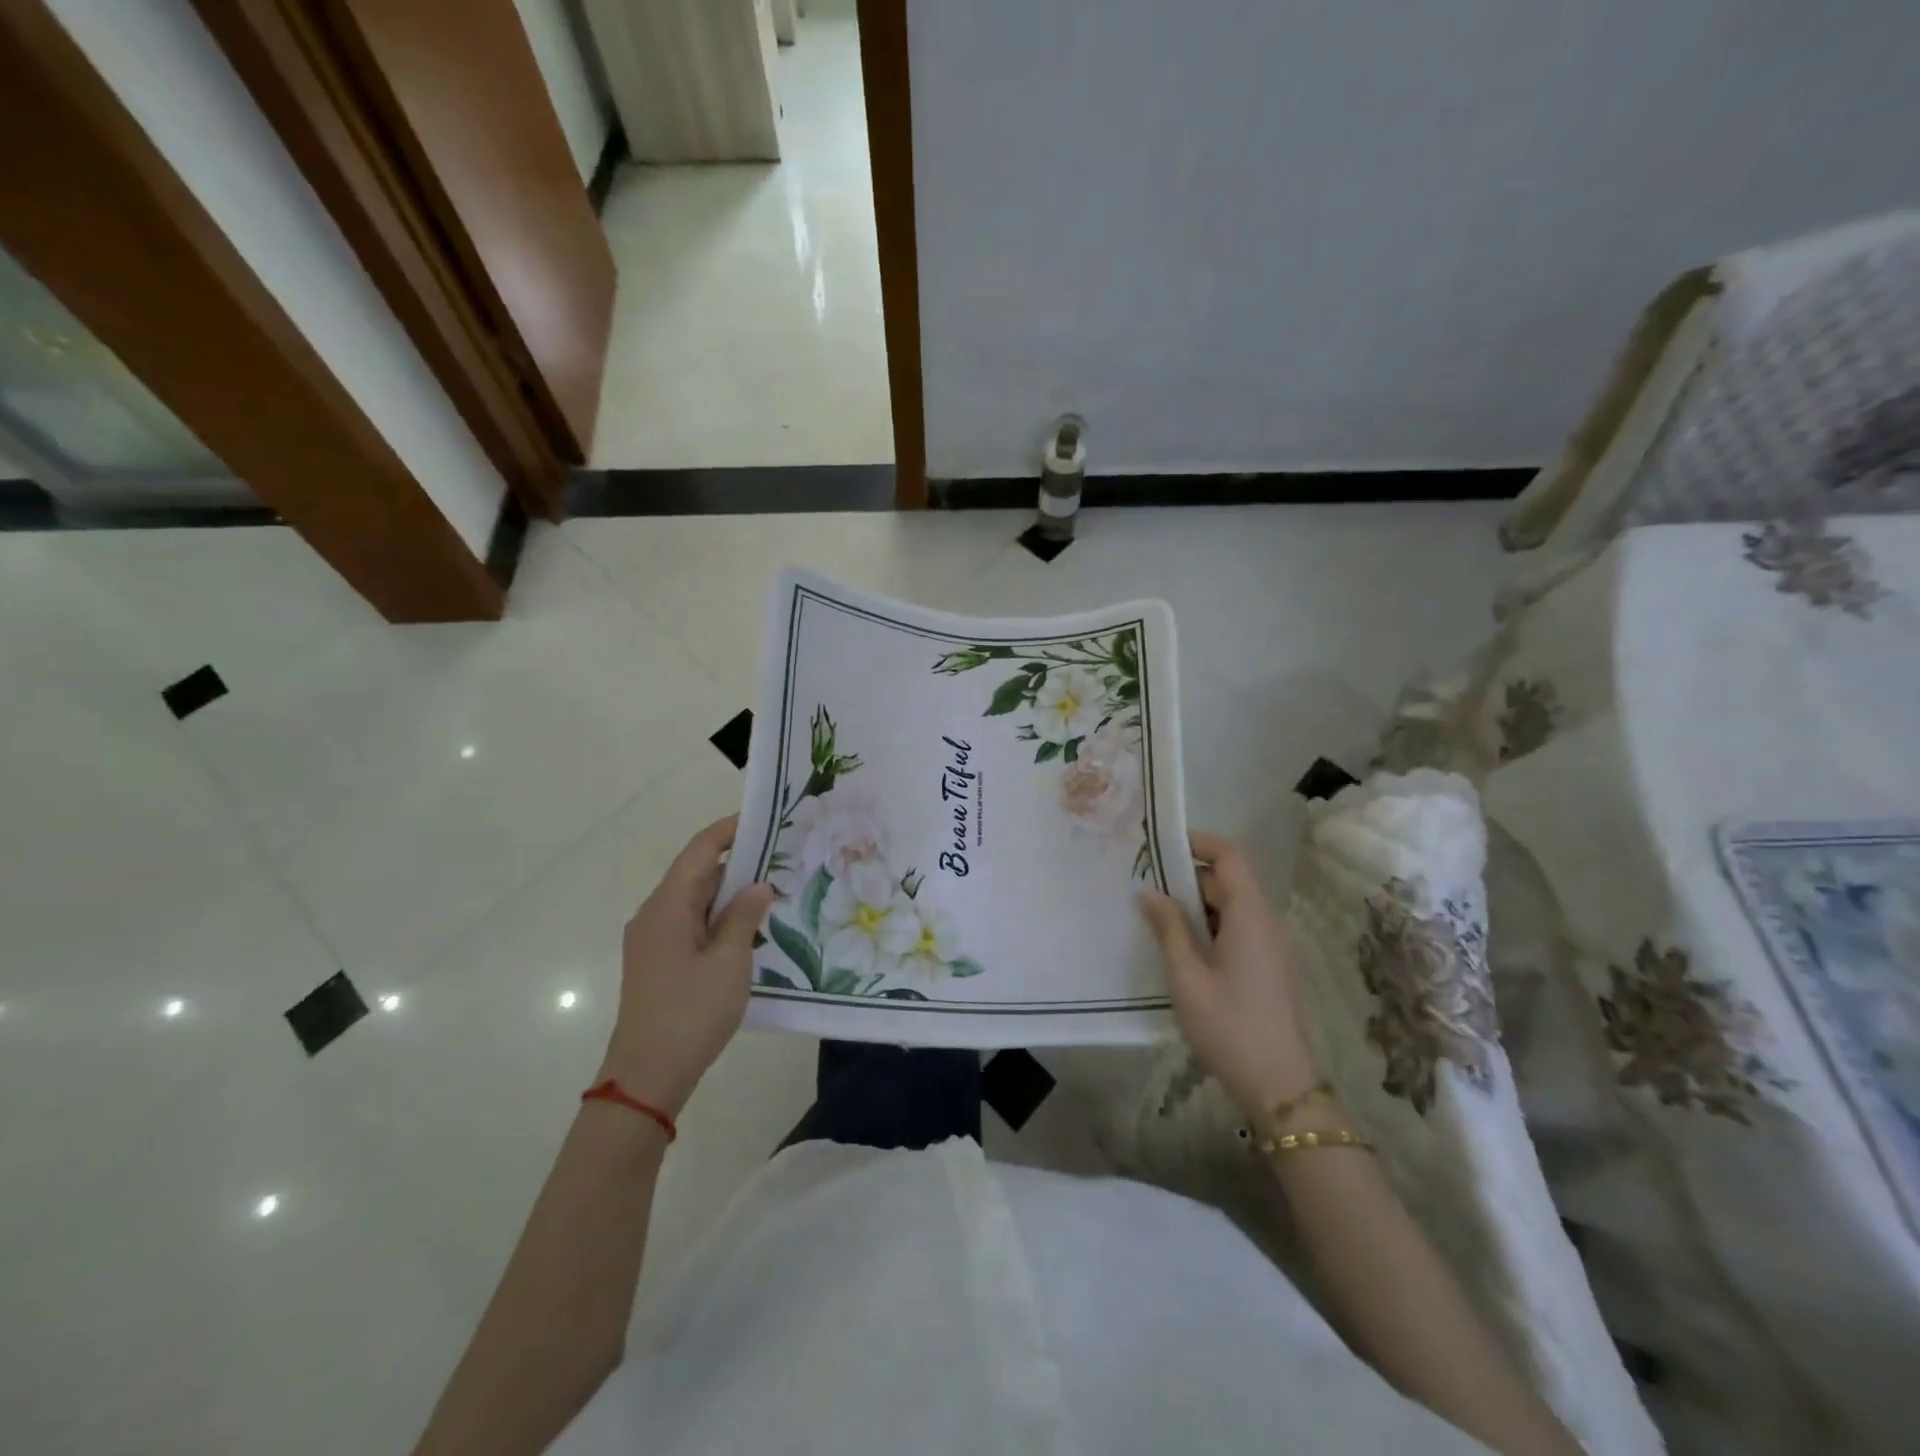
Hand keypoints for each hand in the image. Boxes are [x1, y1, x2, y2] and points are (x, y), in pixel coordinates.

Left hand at [597, 815, 776, 1115]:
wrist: (646, 1076)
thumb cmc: (691, 1012)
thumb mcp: (730, 961)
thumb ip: (745, 916)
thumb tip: (757, 886)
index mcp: (668, 905)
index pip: (701, 850)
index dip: (730, 830)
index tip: (766, 820)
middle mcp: (654, 914)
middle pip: (697, 873)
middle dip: (738, 863)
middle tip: (782, 859)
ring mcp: (653, 939)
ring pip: (695, 901)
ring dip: (730, 895)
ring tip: (773, 893)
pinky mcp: (658, 962)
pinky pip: (691, 924)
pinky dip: (719, 919)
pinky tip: (749, 931)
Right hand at [1139, 831, 1318, 1118]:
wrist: (1280, 1086)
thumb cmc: (1228, 1025)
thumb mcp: (1187, 976)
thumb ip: (1168, 928)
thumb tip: (1149, 892)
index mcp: (1250, 915)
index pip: (1231, 856)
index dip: (1199, 841)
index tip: (1161, 843)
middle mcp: (1267, 921)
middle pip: (1230, 878)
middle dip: (1188, 873)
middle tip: (1145, 881)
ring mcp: (1271, 944)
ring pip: (1233, 904)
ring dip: (1197, 901)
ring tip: (1156, 911)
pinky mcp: (1269, 965)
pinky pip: (1239, 926)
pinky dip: (1210, 922)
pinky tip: (1181, 942)